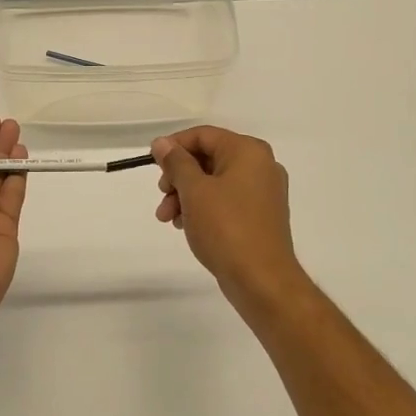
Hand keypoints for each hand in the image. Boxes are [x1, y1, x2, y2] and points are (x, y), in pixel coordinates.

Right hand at [152, 128, 306, 309]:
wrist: (262, 280)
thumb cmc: (226, 228)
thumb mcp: (194, 191)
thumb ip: (176, 162)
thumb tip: (162, 143)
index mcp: (248, 151)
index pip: (203, 135)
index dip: (174, 146)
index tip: (152, 164)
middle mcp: (260, 165)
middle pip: (208, 158)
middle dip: (178, 176)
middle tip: (162, 195)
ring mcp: (263, 192)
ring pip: (214, 181)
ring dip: (186, 194)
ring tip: (168, 218)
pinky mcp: (260, 215)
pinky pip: (225, 200)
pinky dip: (203, 207)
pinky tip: (186, 225)